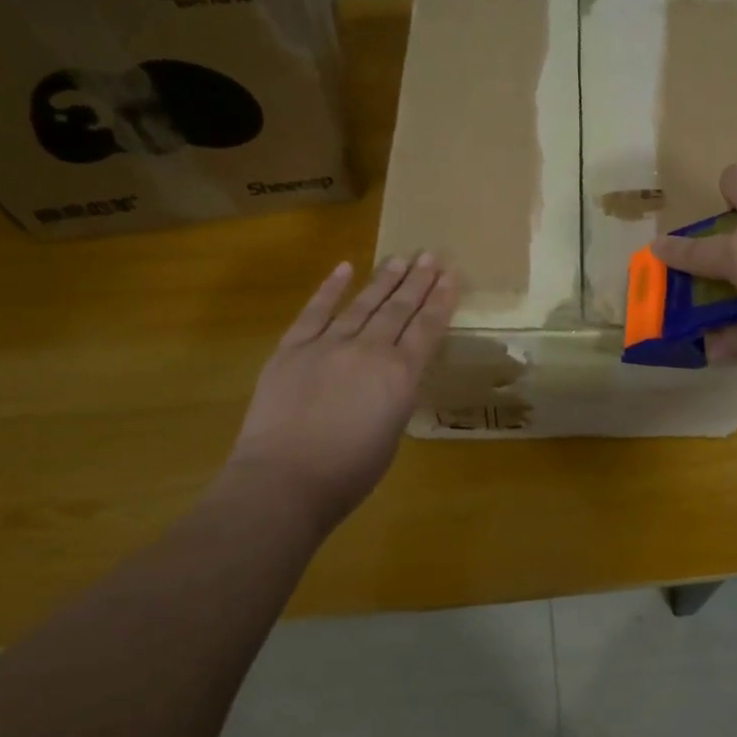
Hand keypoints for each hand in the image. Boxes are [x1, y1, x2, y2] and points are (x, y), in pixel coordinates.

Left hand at [220, 255, 456, 530]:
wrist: (284, 481)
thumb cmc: (347, 473)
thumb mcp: (391, 432)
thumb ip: (395, 395)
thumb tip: (391, 377)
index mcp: (400, 375)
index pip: (427, 328)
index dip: (441, 300)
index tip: (452, 274)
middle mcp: (369, 350)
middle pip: (399, 309)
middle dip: (418, 280)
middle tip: (431, 255)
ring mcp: (328, 345)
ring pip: (363, 304)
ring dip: (384, 279)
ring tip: (400, 258)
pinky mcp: (292, 349)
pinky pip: (314, 312)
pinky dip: (330, 289)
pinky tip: (344, 267)